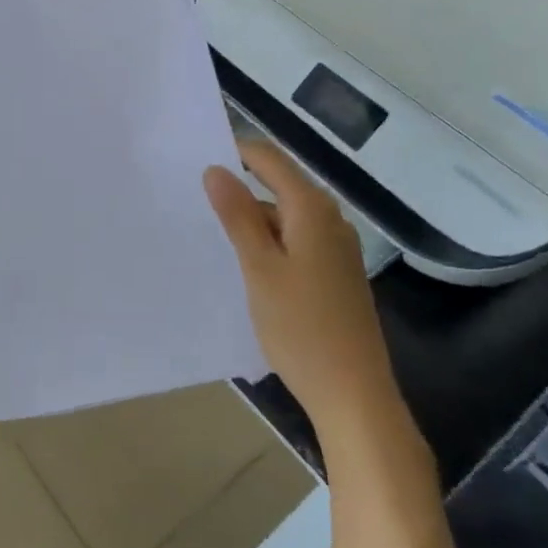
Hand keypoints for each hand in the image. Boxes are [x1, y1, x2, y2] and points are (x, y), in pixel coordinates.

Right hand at [204, 141, 412, 468]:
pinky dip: (268, 242)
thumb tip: (215, 168)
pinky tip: (244, 263)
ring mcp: (335, 248)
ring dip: (251, 218)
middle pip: (279, 184)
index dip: (234, 152)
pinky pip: (294, 240)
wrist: (354, 395)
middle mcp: (329, 219)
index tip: (194, 162)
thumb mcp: (259, 268)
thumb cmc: (301, 328)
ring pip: (285, 215)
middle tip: (193, 199)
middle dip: (239, 187)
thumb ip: (237, 215)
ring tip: (209, 232)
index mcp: (312, 210)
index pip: (269, 158)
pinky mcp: (334, 273)